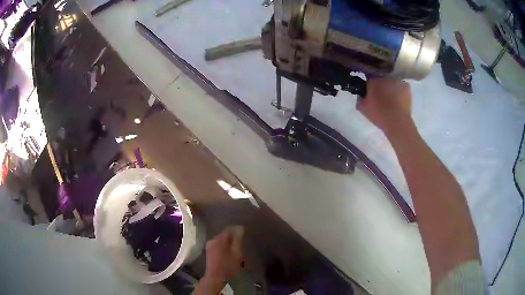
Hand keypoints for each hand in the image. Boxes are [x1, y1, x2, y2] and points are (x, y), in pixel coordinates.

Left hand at [195, 226, 244, 293]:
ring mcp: (209, 246)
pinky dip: (225, 247)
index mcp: (219, 239)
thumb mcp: (237, 253)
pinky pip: (219, 245)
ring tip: (237, 250)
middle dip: (233, 237)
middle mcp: (212, 240)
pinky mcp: (209, 252)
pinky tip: (230, 254)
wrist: (216, 278)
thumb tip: (240, 227)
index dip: (238, 230)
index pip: (229, 229)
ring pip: (222, 241)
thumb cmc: (228, 266)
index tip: (245, 234)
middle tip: (242, 243)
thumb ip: (238, 240)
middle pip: (225, 235)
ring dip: (229, 243)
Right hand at [356, 78, 412, 134]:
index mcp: (373, 79)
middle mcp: (385, 75)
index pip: (368, 75)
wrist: (397, 122)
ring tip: (390, 98)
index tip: (369, 90)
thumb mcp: (361, 107)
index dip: (368, 83)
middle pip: (381, 77)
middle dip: (380, 84)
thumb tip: (363, 92)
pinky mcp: (406, 86)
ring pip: (391, 80)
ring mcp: (397, 79)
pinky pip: (400, 85)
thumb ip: (360, 96)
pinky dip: (399, 90)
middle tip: (379, 95)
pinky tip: (398, 99)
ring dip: (390, 86)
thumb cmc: (378, 114)